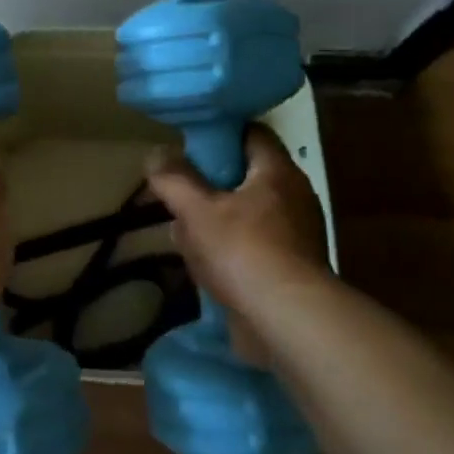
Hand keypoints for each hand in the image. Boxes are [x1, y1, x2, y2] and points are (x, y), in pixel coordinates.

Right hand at [145, 125, 330, 358]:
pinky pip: (253, 246)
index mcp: (278, 172)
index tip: (190, 148)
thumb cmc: (243, 251)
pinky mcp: (292, 268)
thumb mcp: (196, 210)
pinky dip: (229, 251)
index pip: (252, 134)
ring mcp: (297, 235)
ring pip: (246, 215)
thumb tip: (156, 154)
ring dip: (215, 223)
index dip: (220, 135)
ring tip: (184, 236)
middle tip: (180, 196)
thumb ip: (173, 179)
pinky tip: (205, 267)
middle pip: (245, 177)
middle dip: (209, 187)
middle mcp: (295, 197)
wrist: (288, 320)